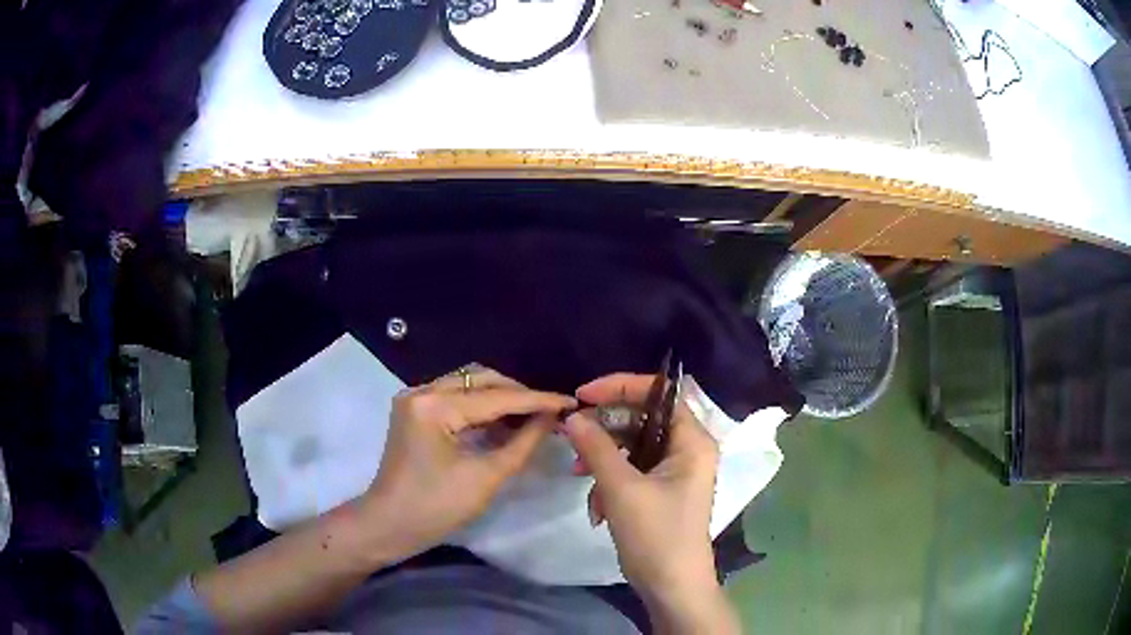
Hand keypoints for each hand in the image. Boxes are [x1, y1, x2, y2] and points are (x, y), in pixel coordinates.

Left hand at [363, 367, 576, 558]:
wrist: (389, 525)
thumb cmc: (436, 507)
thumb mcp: (486, 477)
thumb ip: (523, 442)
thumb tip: (551, 418)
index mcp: (434, 406)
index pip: (496, 397)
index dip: (536, 400)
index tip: (570, 401)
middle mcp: (421, 390)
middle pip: (480, 379)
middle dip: (518, 394)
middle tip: (550, 412)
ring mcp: (414, 398)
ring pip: (468, 384)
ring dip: (500, 398)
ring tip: (532, 417)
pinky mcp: (414, 410)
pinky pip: (455, 397)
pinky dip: (481, 407)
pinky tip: (504, 422)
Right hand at [563, 373, 738, 633]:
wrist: (671, 587)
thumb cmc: (656, 536)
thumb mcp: (622, 489)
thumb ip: (597, 448)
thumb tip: (573, 417)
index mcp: (692, 441)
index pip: (659, 394)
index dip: (620, 387)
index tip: (583, 395)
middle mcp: (687, 450)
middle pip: (642, 419)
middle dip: (605, 429)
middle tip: (571, 436)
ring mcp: (674, 472)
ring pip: (631, 447)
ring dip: (602, 460)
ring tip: (578, 475)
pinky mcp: (660, 491)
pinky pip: (631, 471)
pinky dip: (609, 482)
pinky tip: (597, 507)